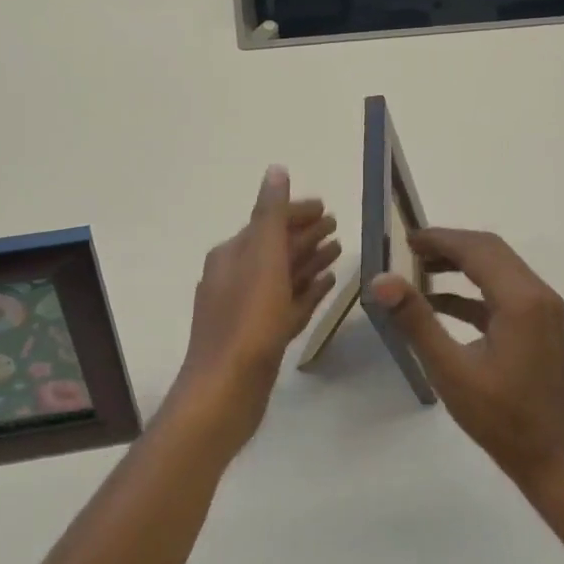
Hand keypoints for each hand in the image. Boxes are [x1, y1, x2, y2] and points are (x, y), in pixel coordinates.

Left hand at [167, 166, 339, 456]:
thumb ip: (270, 215)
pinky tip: (326, 285)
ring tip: (339, 250)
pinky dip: (306, 291)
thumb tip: (275, 170)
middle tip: (338, 225)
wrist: (224, 393)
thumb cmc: (247, 322)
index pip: (268, 221)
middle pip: (276, 247)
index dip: (297, 212)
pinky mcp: (260, 336)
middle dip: (305, 234)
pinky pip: (287, 303)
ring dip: (308, 260)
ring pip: (283, 275)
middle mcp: (236, 276)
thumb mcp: (262, 259)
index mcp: (233, 254)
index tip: (328, 208)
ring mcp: (247, 308)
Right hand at [370, 228, 563, 491]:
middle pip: (490, 251)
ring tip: (418, 268)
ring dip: (460, 264)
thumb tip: (382, 279)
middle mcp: (537, 294)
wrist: (552, 459)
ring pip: (497, 268)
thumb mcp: (451, 369)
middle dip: (449, 245)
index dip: (440, 239)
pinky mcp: (537, 326)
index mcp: (521, 300)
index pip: (477, 249)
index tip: (404, 239)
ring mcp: (541, 310)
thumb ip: (416, 320)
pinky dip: (471, 290)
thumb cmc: (501, 418)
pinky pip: (501, 292)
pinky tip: (439, 302)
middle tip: (408, 249)